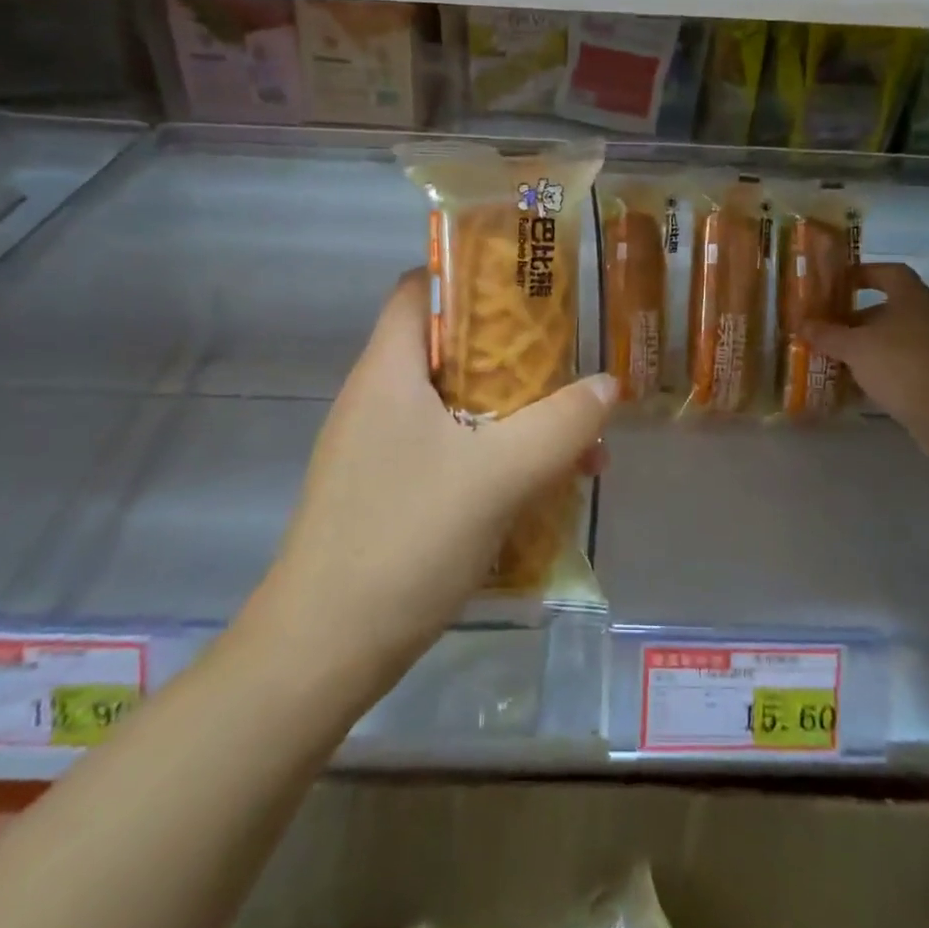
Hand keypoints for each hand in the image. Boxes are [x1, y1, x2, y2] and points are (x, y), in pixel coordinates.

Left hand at [245, 270, 616, 700]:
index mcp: (388, 370)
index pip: (420, 288)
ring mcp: (376, 448)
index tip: (529, 289)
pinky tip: (536, 489)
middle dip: (514, 357)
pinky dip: (491, 455)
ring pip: (454, 406)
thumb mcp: (498, 476)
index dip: (471, 275)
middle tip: (570, 369)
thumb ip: (560, 425)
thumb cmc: (404, 540)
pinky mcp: (383, 492)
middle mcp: (376, 398)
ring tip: (575, 442)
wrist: (320, 652)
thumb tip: (608, 384)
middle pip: (449, 348)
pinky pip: (446, 450)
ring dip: (513, 415)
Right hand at [802, 262, 928, 461]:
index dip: (862, 273)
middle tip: (825, 329)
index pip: (888, 272)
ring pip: (894, 339)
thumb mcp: (856, 348)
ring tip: (834, 359)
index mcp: (912, 298)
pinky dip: (880, 371)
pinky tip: (857, 386)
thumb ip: (828, 334)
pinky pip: (904, 365)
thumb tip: (803, 324)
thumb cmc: (904, 366)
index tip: (836, 284)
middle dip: (855, 318)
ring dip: (866, 347)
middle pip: (889, 308)